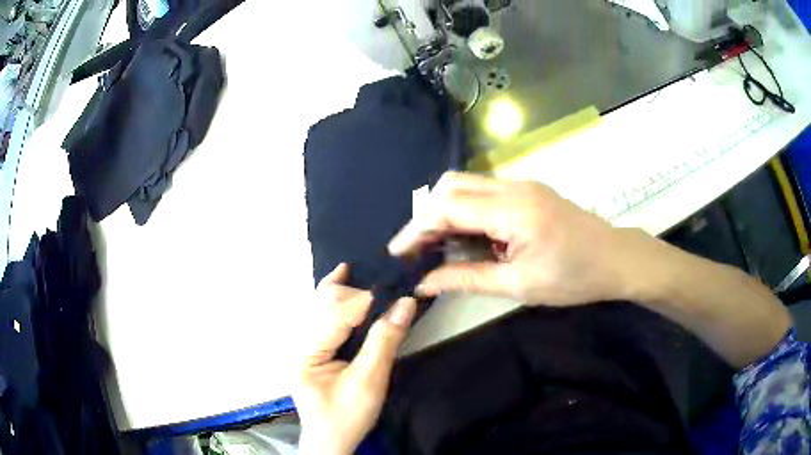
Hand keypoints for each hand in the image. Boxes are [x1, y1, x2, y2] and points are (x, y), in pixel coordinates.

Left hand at [293, 263, 416, 454]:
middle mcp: (299, 341)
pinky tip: (343, 275)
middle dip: (357, 291)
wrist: (331, 441)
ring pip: (322, 303)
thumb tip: (405, 303)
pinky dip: (337, 294)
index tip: (398, 288)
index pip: (337, 314)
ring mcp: (304, 343)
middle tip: (390, 281)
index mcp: (306, 352)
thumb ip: (384, 342)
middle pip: (325, 303)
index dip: (368, 299)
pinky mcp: (313, 346)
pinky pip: (323, 313)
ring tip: (371, 270)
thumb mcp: (369, 384)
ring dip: (347, 287)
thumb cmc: (347, 417)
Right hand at [388, 172, 650, 305]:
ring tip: (435, 247)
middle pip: (451, 185)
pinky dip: (464, 212)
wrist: (615, 259)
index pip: (448, 206)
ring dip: (444, 212)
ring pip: (465, 185)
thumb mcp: (519, 285)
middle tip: (417, 251)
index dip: (417, 228)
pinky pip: (483, 192)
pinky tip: (464, 238)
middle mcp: (513, 187)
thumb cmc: (574, 278)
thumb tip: (424, 282)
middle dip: (426, 216)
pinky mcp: (526, 191)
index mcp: (513, 210)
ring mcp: (521, 185)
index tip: (398, 253)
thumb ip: (467, 279)